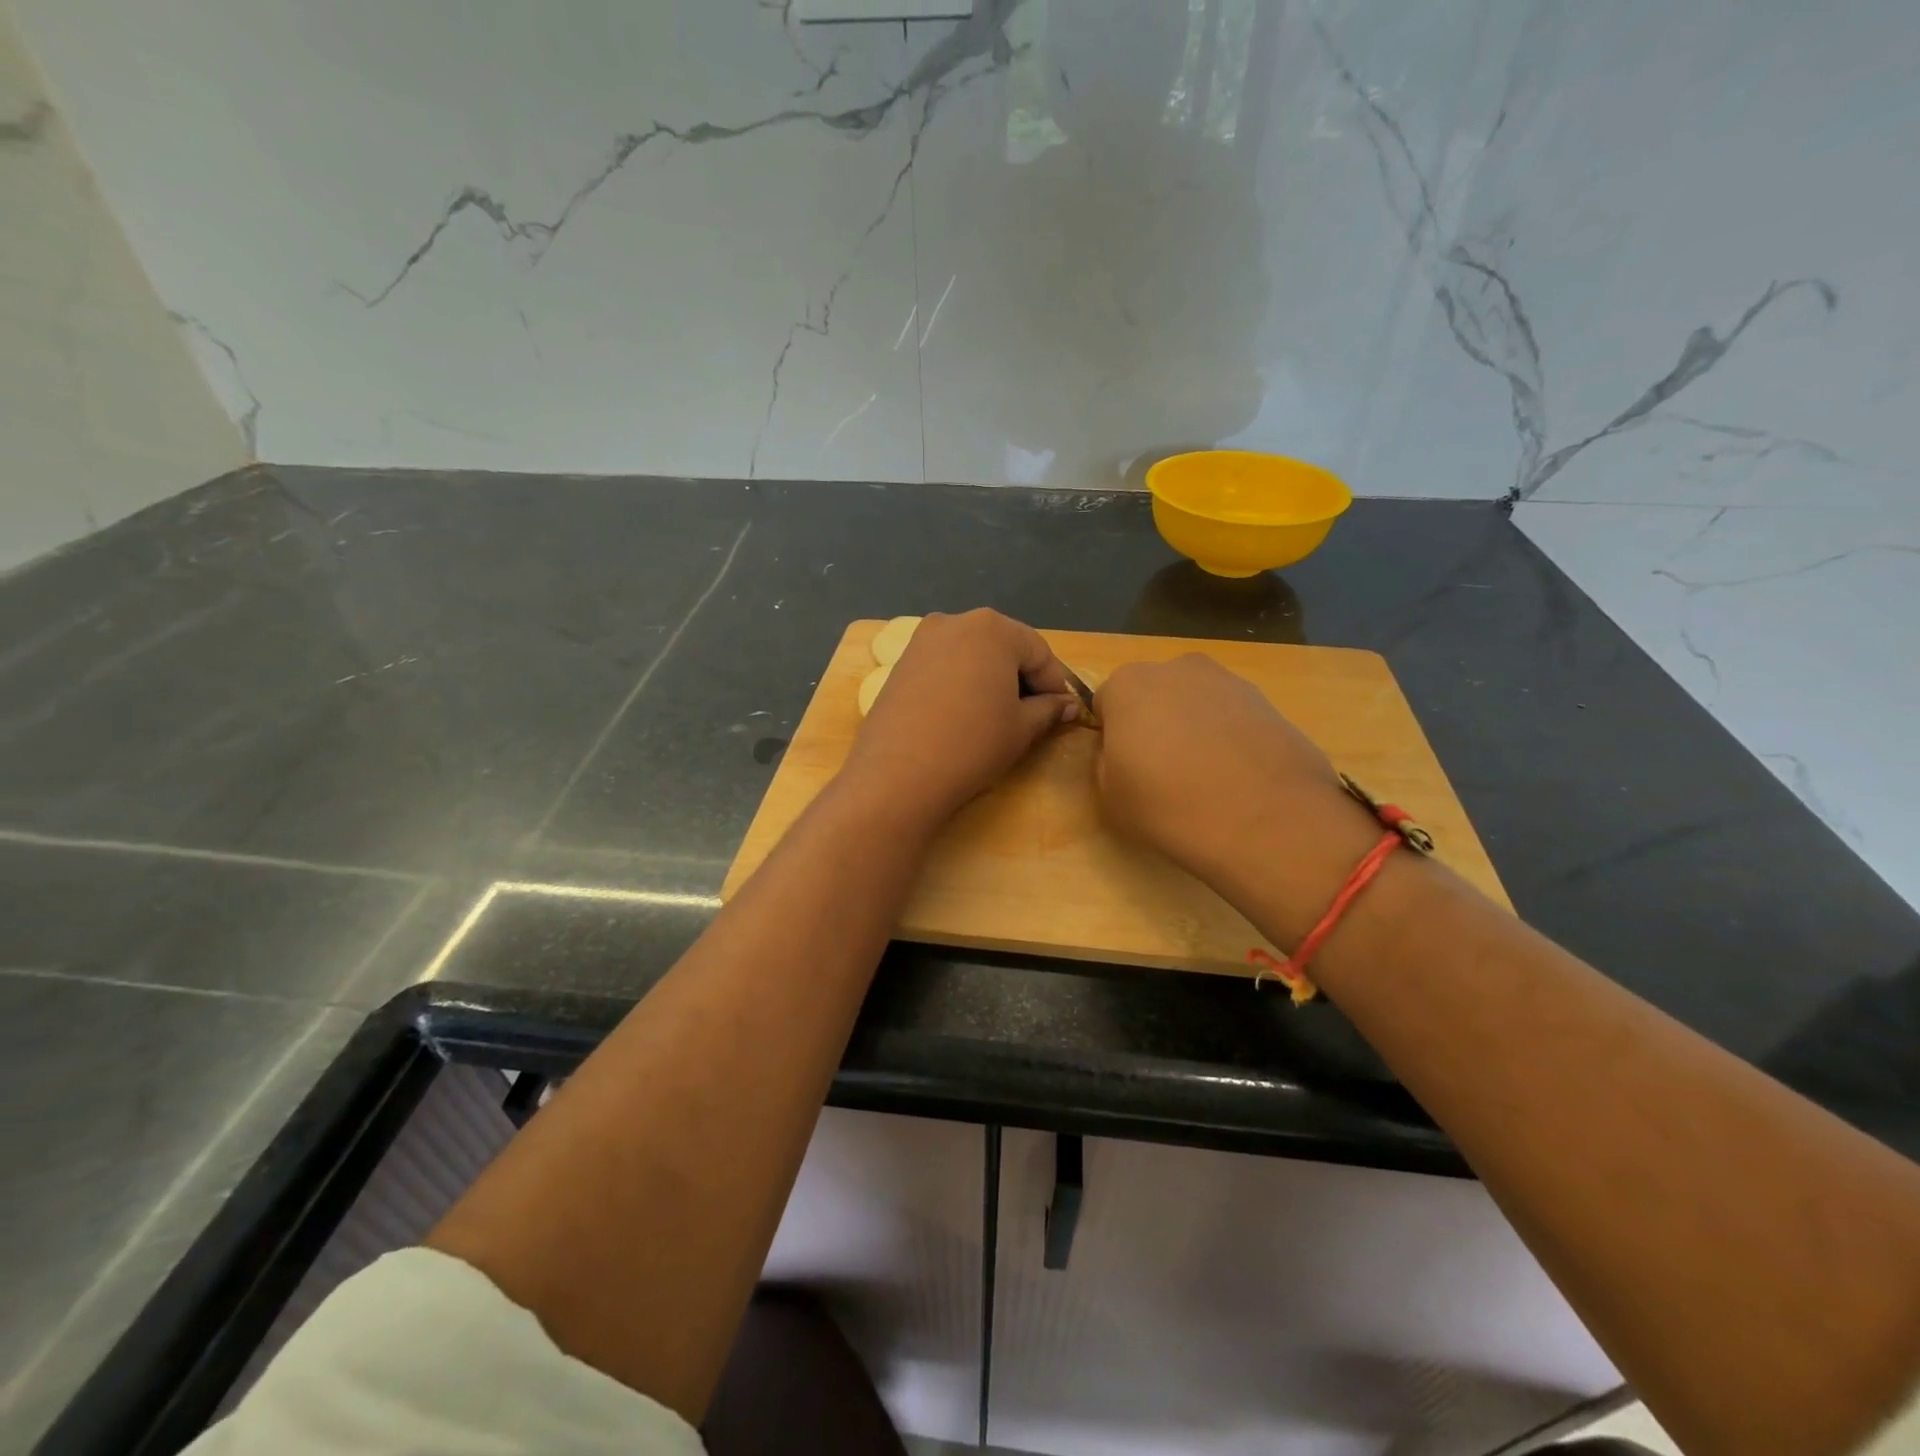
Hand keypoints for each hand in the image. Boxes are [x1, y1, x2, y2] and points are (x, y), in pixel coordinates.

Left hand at [844, 610, 1079, 824]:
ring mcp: (922, 640)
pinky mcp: (900, 663)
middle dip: (1021, 678)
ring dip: (990, 679)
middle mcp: (955, 621)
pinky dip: (961, 683)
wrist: (898, 774)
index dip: (1055, 684)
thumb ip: (1048, 709)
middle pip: (1003, 647)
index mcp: (992, 627)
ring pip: (972, 655)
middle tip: (1032, 715)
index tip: (1063, 712)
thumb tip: (1067, 704)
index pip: (1039, 652)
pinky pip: (944, 666)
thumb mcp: (1021, 728)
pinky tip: (963, 715)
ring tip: (997, 717)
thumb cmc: (972, 744)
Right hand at [1093, 654, 1378, 935]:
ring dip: (1194, 729)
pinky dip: (1230, 739)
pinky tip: (1238, 778)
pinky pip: (1233, 718)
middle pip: (1154, 695)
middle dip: (1155, 724)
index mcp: (1128, 684)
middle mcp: (1176, 668)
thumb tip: (1122, 751)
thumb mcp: (1109, 796)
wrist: (1266, 820)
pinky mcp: (1269, 702)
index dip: (1113, 737)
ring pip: (1196, 703)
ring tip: (1207, 779)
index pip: (1107, 703)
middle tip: (1164, 773)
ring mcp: (1228, 681)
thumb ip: (1105, 760)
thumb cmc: (1169, 806)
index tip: (1125, 768)